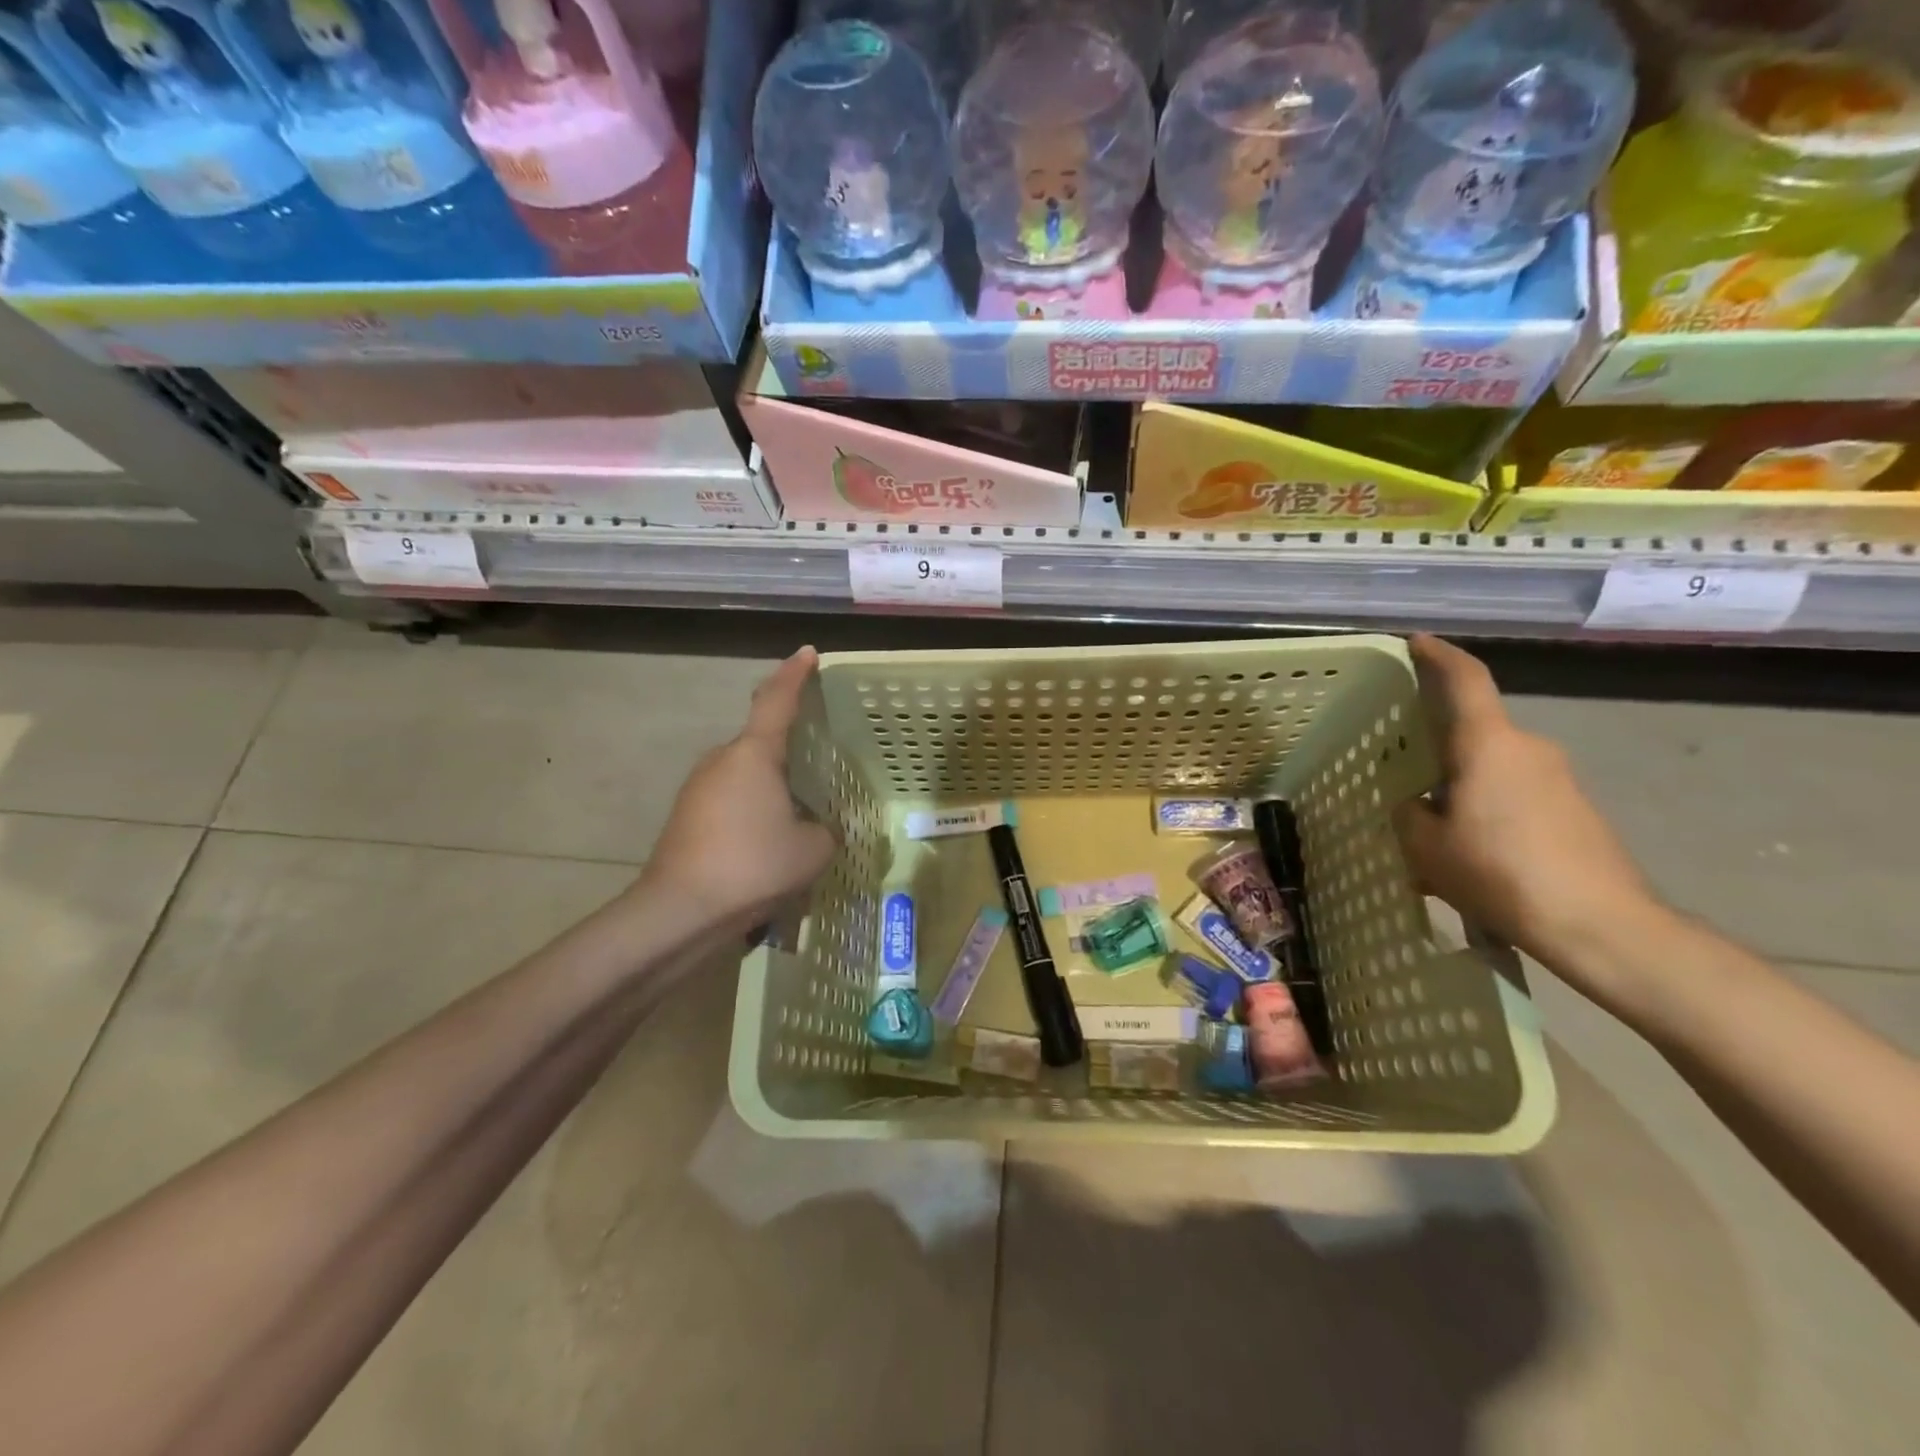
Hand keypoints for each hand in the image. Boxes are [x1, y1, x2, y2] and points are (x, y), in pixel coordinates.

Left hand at [639, 647, 837, 929]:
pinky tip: (768, 843)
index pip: (777, 699)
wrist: (680, 910)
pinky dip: (753, 809)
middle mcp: (722, 759)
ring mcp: (698, 787)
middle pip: (761, 741)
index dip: (795, 674)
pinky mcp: (687, 816)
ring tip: (799, 817)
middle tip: (820, 766)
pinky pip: (731, 799)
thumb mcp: (813, 849)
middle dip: (789, 749)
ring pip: (745, 774)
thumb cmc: (753, 865)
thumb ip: (826, 829)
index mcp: (754, 753)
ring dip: (771, 787)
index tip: (808, 653)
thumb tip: (818, 828)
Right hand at [1393, 635, 1660, 979]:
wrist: (1601, 925)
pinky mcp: (1573, 809)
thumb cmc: (1502, 873)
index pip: (1466, 681)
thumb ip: (1409, 814)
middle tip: (1399, 769)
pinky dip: (1483, 806)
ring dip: (1458, 785)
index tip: (1416, 641)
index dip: (1439, 655)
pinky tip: (1466, 849)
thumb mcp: (1427, 847)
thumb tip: (1415, 804)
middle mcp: (1528, 748)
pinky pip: (1513, 791)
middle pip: (1473, 731)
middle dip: (1436, 746)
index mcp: (1489, 745)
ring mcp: (1557, 778)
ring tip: (1427, 826)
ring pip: (1491, 766)